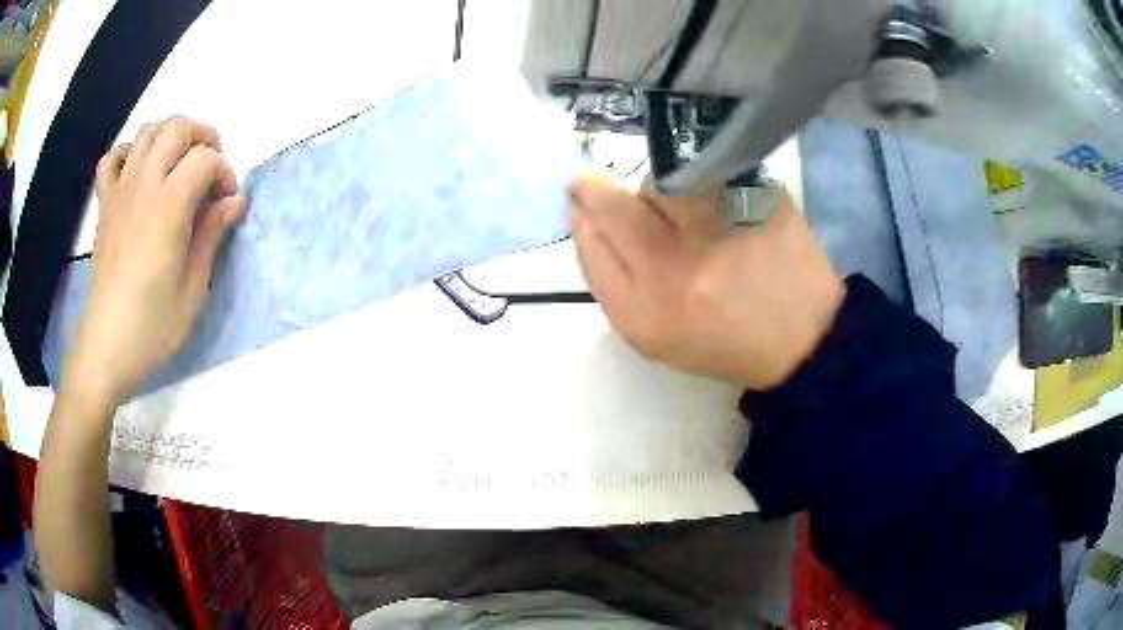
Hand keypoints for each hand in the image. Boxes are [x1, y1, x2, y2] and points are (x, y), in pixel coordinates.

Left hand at [63, 116, 246, 404]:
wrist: (106, 347)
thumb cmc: (152, 326)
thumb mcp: (193, 290)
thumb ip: (212, 236)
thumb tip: (234, 202)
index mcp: (168, 207)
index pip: (204, 160)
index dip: (224, 172)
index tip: (227, 202)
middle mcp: (143, 186)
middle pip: (177, 128)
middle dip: (202, 138)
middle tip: (210, 170)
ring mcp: (120, 191)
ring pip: (147, 132)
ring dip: (170, 136)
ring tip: (179, 163)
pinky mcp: (104, 205)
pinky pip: (113, 158)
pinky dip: (129, 153)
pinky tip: (139, 172)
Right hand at [569, 175, 844, 389]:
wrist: (802, 339)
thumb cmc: (719, 338)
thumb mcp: (651, 332)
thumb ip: (608, 277)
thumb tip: (585, 215)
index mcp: (645, 311)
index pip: (592, 238)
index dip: (584, 212)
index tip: (584, 201)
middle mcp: (676, 267)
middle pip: (616, 204)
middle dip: (602, 191)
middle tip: (610, 189)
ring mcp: (720, 227)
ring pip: (661, 182)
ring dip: (660, 191)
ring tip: (683, 217)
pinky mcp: (757, 199)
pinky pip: (708, 173)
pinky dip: (703, 184)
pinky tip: (720, 211)